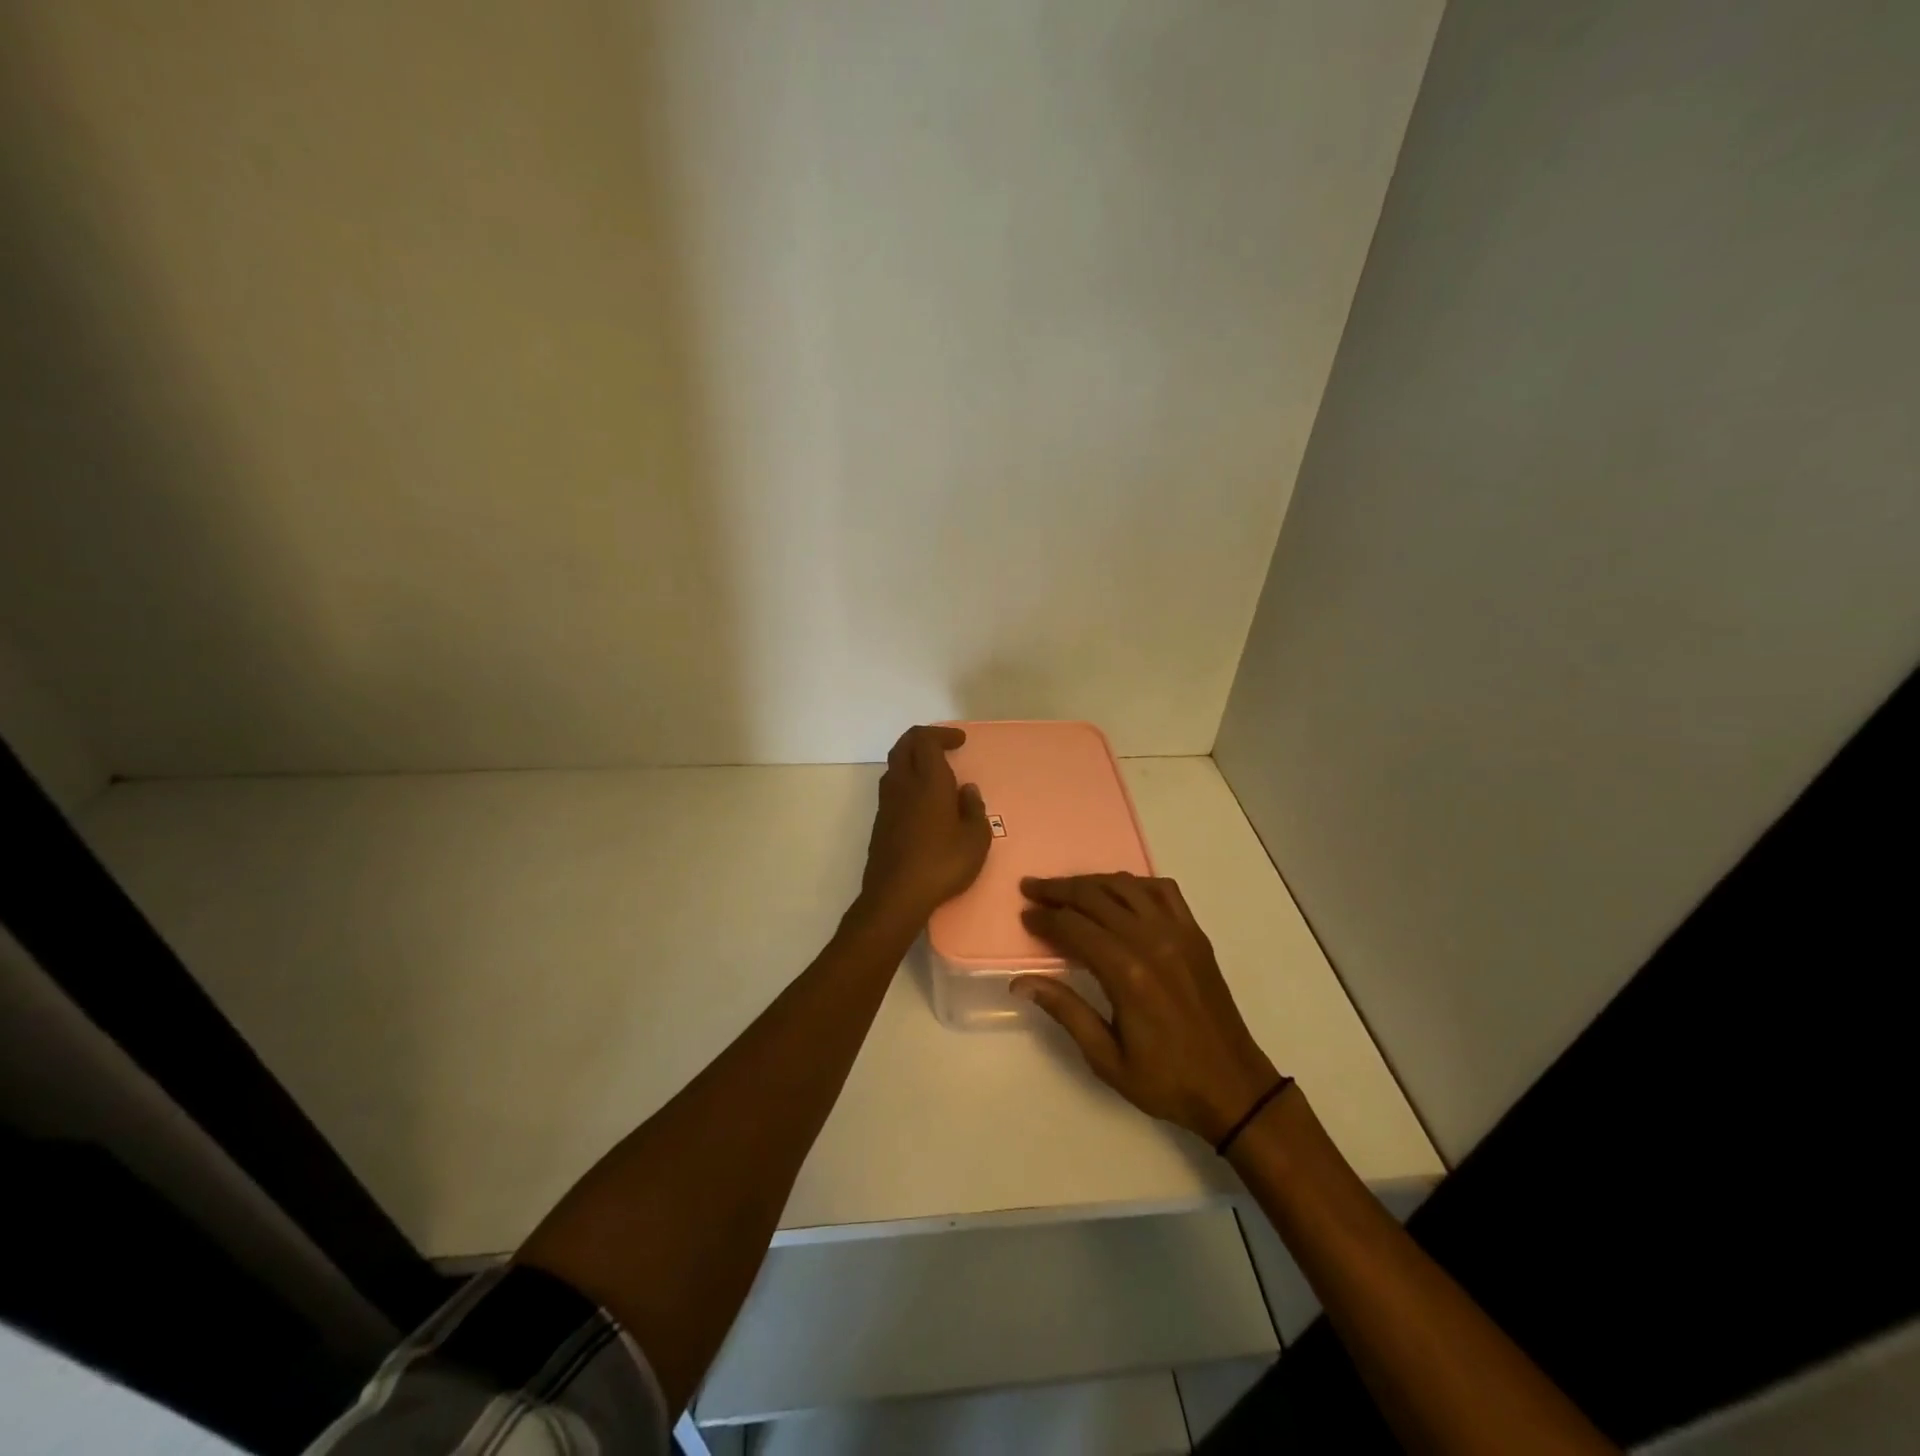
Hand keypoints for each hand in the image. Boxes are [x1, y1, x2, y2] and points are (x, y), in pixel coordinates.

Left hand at [857, 725, 991, 927]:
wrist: (895, 896)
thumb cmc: (942, 864)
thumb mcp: (976, 840)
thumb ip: (974, 809)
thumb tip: (967, 790)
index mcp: (928, 781)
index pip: (925, 740)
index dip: (941, 734)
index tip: (959, 741)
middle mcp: (903, 785)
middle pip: (904, 746)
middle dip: (923, 739)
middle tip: (944, 746)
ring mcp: (887, 804)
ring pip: (894, 767)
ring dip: (912, 760)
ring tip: (934, 773)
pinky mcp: (880, 823)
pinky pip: (892, 789)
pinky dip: (907, 783)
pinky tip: (922, 802)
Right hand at [1015, 873, 1281, 1144]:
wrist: (1232, 1086)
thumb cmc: (1165, 1080)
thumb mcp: (1106, 1058)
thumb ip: (1065, 1011)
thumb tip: (1021, 982)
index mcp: (1127, 973)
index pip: (1074, 928)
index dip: (1045, 919)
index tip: (1024, 916)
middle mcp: (1151, 941)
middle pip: (1096, 897)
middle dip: (1058, 890)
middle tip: (1031, 889)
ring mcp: (1178, 933)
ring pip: (1126, 886)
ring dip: (1092, 882)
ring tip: (1066, 887)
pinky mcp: (1195, 934)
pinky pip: (1163, 890)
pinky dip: (1135, 883)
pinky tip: (1119, 892)